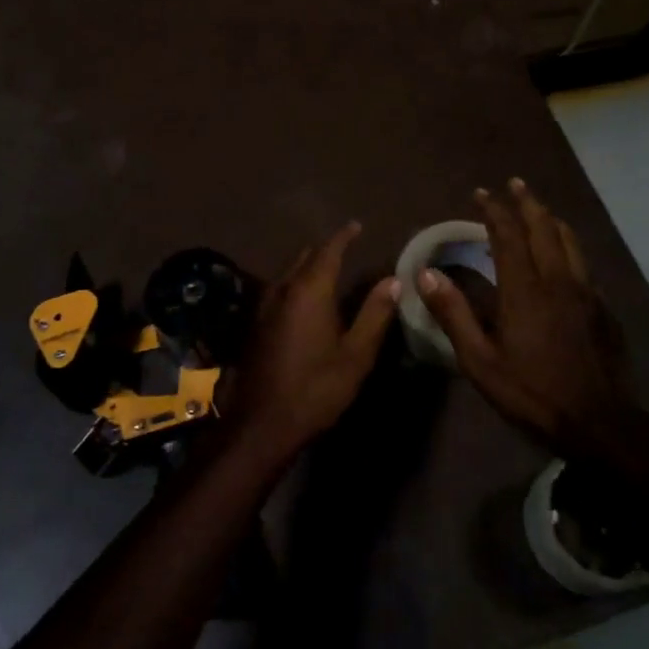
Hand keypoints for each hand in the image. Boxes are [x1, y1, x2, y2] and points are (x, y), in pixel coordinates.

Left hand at [220, 222, 398, 462]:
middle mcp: (282, 289)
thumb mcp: (355, 355)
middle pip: (304, 257)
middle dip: (325, 249)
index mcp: (309, 291)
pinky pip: (278, 289)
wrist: (261, 423)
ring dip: (307, 266)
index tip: (356, 225)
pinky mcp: (254, 324)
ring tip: (327, 268)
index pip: (328, 251)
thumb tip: (394, 280)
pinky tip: (303, 299)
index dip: (344, 236)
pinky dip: (295, 283)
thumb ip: (375, 314)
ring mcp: (263, 306)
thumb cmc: (315, 389)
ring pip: (288, 273)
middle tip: (345, 246)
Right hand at [418, 179, 648, 471]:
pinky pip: (583, 263)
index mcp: (524, 289)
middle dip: (526, 202)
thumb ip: (453, 314)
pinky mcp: (603, 308)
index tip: (482, 193)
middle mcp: (557, 280)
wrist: (600, 423)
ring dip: (550, 219)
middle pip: (543, 227)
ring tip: (539, 209)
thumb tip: (426, 274)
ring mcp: (586, 292)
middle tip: (514, 184)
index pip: (507, 235)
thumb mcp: (480, 362)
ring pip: (569, 241)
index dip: (494, 211)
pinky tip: (563, 256)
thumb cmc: (532, 393)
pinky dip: (567, 246)